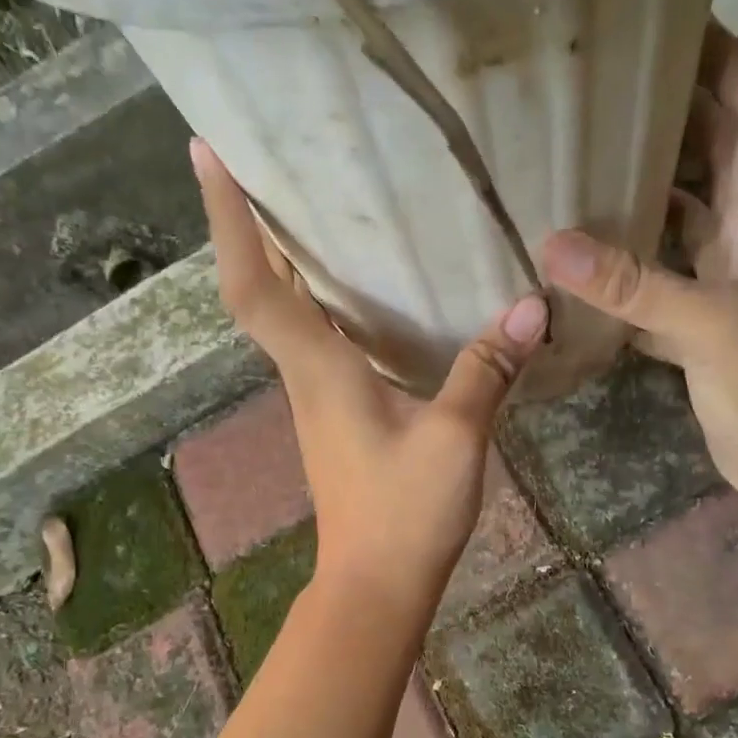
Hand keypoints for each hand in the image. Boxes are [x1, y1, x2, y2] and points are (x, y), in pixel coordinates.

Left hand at [193, 140, 547, 611]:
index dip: (228, 219)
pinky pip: (315, 341)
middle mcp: (305, 375)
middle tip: (261, 160)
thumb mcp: (455, 438)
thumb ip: (486, 370)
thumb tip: (530, 306)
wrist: (376, 584)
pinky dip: (318, 301)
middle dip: (247, 224)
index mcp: (318, 369)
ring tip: (305, 204)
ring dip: (280, 261)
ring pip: (285, 315)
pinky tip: (356, 289)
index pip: (254, 285)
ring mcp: (317, 399)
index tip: (207, 153)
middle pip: (259, 290)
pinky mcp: (336, 417)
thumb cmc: (404, 513)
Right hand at [542, 25, 737, 510]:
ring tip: (583, 170)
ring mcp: (721, 287)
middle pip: (715, 160)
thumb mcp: (706, 324)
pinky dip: (625, 273)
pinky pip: (657, 283)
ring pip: (680, 223)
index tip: (680, 28)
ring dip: (642, 197)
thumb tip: (552, 246)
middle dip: (676, 119)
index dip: (729, 64)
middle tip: (610, 96)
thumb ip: (632, 285)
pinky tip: (583, 268)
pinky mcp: (699, 329)